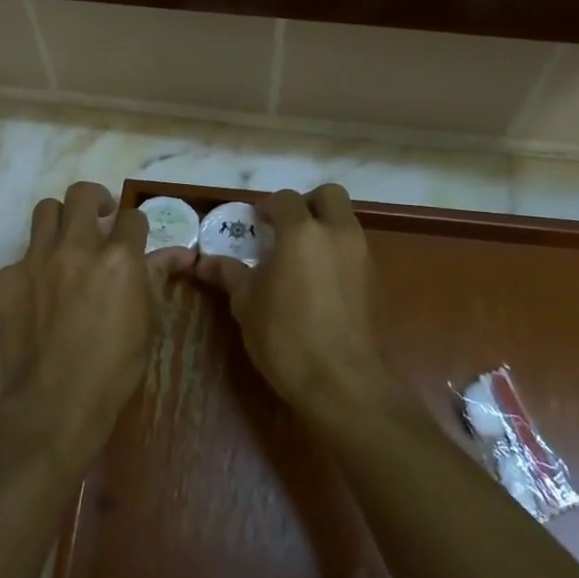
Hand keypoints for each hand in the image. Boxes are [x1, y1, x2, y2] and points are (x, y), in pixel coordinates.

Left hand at [0, 181, 155, 472]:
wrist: (55, 401)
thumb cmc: (115, 368)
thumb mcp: (148, 323)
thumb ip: (155, 278)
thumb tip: (179, 253)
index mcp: (119, 258)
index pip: (132, 216)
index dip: (135, 225)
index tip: (133, 236)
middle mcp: (77, 247)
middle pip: (81, 195)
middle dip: (94, 201)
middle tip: (99, 219)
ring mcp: (37, 259)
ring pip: (45, 211)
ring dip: (60, 220)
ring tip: (66, 242)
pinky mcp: (7, 278)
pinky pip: (22, 255)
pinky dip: (34, 265)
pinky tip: (39, 292)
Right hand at [193, 184, 398, 422]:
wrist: (341, 382)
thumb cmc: (285, 337)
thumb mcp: (247, 304)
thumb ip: (229, 274)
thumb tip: (203, 262)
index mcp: (301, 232)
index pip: (284, 199)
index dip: (266, 207)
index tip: (253, 223)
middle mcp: (337, 234)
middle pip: (328, 195)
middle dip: (306, 204)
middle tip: (284, 229)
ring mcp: (362, 256)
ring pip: (345, 221)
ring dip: (324, 227)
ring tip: (299, 258)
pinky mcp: (375, 280)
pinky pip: (355, 249)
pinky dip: (337, 252)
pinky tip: (318, 282)